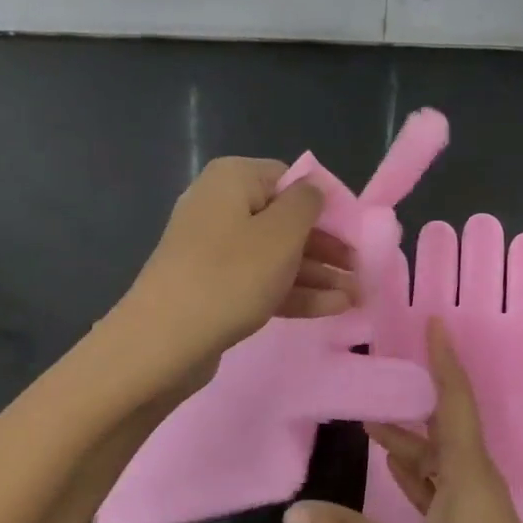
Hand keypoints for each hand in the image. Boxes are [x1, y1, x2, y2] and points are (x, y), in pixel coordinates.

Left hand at [119, 158, 356, 375]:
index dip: (326, 205)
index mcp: (233, 179)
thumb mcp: (281, 232)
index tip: (355, 232)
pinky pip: (261, 280)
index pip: (290, 179)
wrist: (162, 342)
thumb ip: (307, 203)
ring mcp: (215, 250)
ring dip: (318, 274)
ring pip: (277, 255)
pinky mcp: (214, 286)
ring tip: (357, 297)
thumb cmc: (230, 275)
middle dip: (327, 247)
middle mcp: (221, 206)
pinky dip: (296, 291)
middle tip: (361, 269)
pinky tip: (334, 308)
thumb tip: (314, 188)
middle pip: (286, 220)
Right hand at [283, 318, 522, 522]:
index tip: (434, 321)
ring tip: (371, 417)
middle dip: (418, 391)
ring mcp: (474, 506)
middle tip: (384, 365)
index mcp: (468, 470)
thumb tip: (292, 513)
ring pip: (438, 456)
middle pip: (445, 422)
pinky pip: (439, 484)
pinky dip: (415, 470)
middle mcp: (474, 478)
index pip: (455, 398)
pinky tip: (394, 465)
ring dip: (409, 436)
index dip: (444, 359)